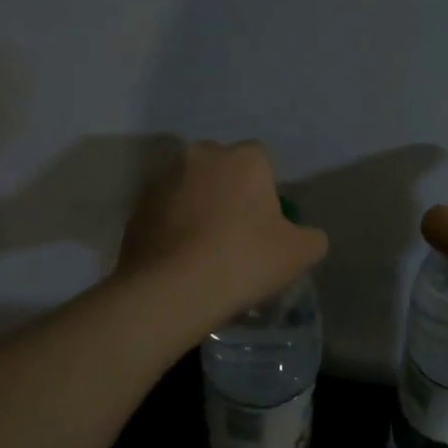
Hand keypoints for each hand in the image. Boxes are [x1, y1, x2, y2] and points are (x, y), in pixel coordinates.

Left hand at [117, 140, 327, 330]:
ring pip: (188, 186)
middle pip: (221, 167)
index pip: (261, 160)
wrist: (172, 291)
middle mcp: (201, 155)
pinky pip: (163, 211)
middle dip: (227, 189)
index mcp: (244, 158)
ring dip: (196, 205)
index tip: (264, 221)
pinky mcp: (136, 207)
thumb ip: (310, 237)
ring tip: (202, 248)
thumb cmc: (244, 261)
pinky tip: (178, 258)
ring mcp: (163, 179)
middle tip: (234, 231)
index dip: (264, 189)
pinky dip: (170, 226)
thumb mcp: (300, 254)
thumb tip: (305, 235)